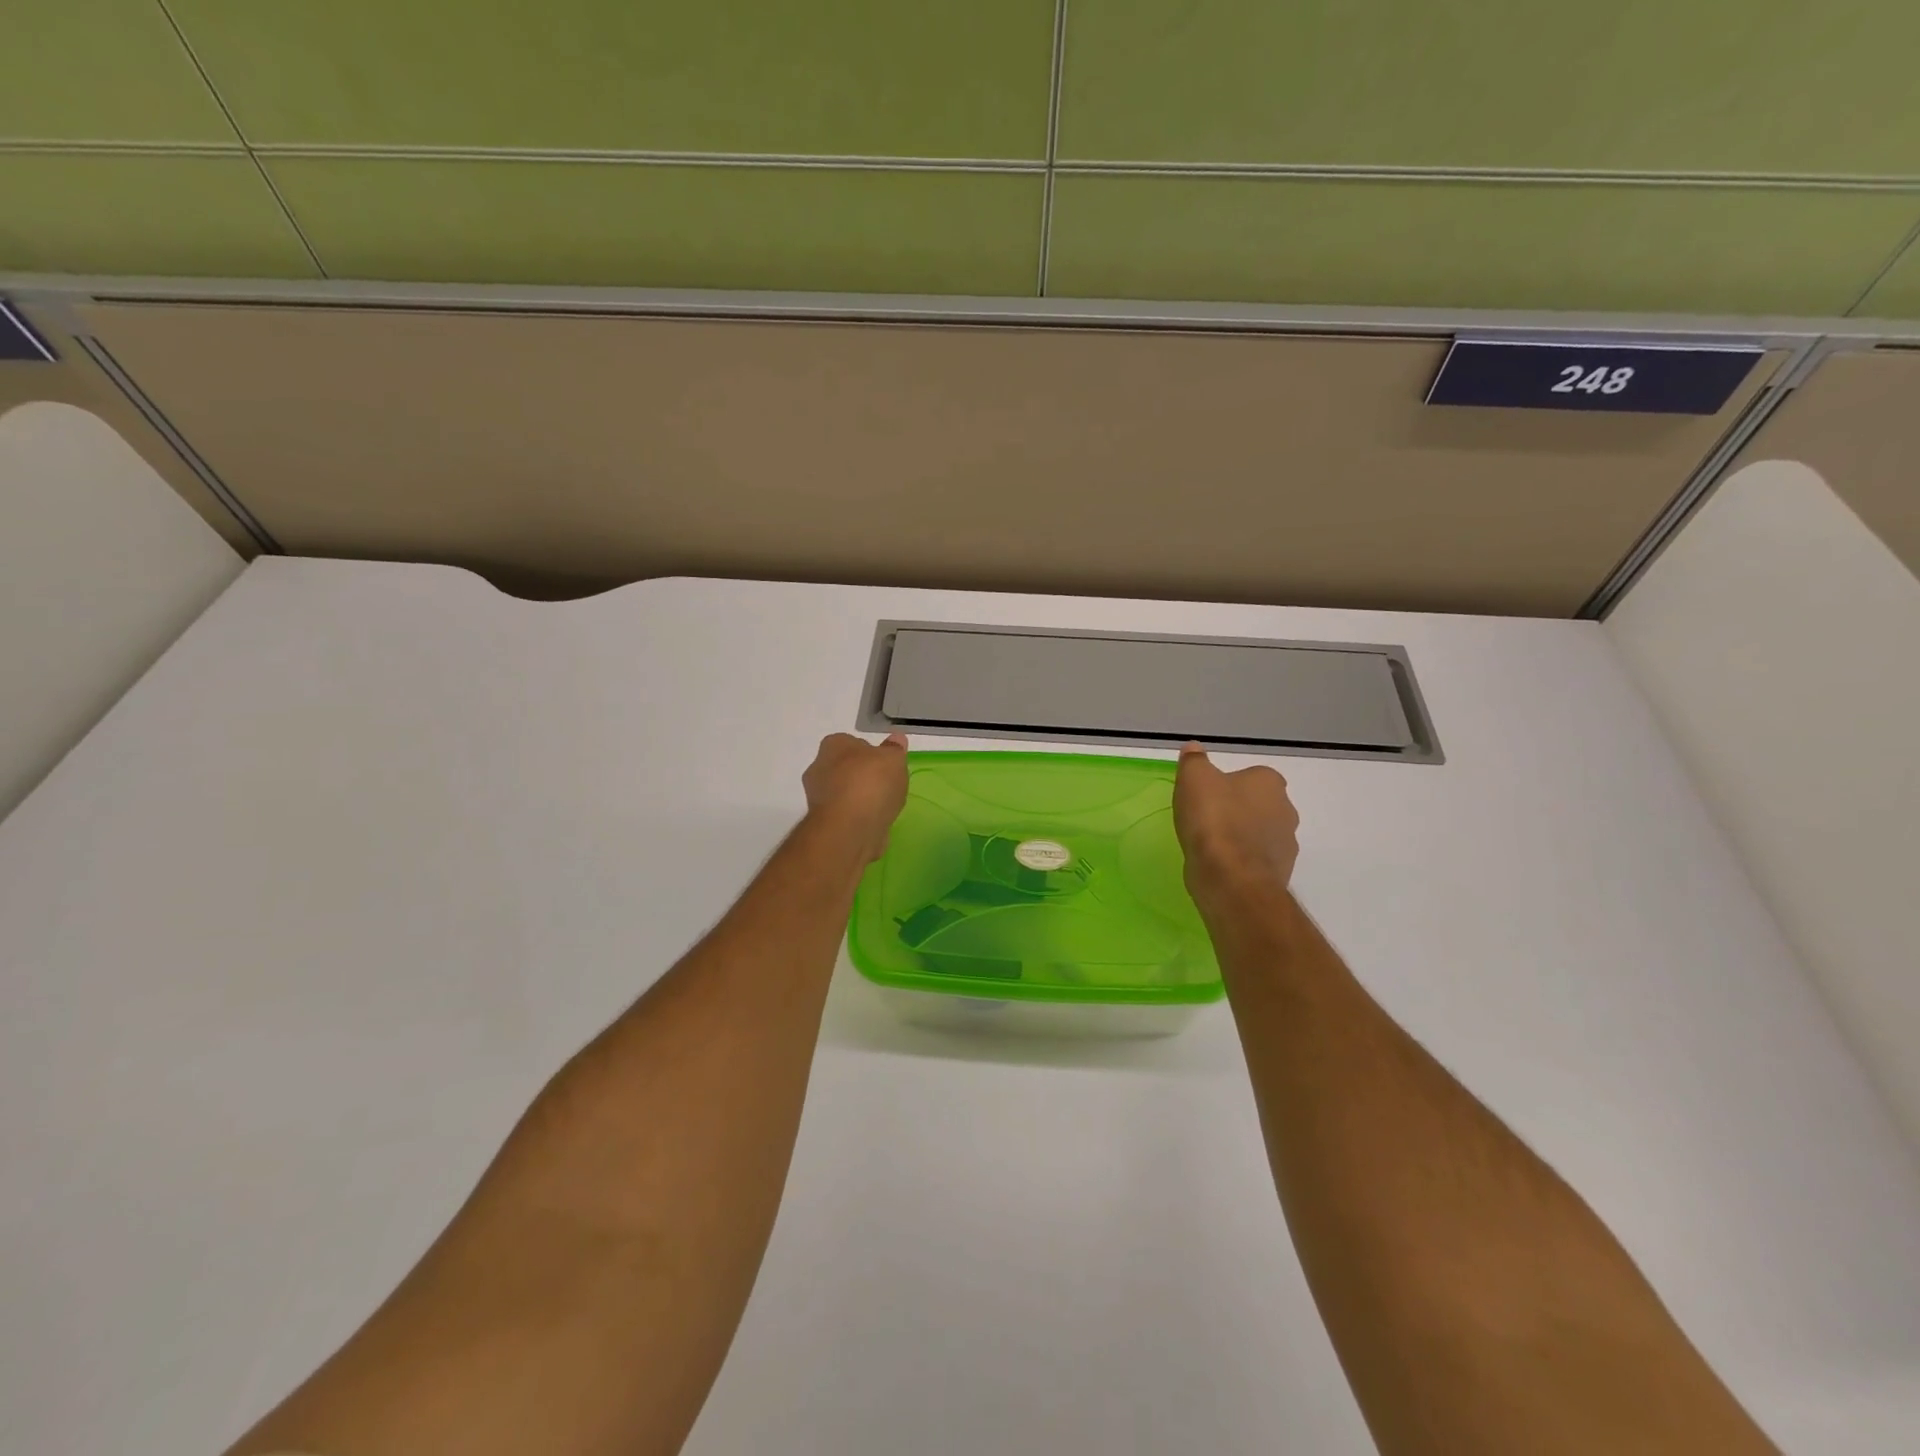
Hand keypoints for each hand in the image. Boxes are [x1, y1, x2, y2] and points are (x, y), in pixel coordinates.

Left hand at [802, 733, 909, 862]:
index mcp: (833, 744)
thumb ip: (894, 749)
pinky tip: (874, 822)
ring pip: (844, 793)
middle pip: (846, 768)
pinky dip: (858, 817)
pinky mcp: (823, 822)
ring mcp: (818, 797)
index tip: (886, 765)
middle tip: (887, 785)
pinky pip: (845, 814)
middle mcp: (819, 767)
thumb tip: (896, 739)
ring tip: (884, 807)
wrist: (849, 829)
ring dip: (860, 798)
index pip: (851, 742)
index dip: (870, 753)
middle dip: (863, 776)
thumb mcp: (893, 759)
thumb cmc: (871, 784)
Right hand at [1173, 742, 1299, 906]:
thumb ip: (1194, 760)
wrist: (1231, 879)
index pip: (1252, 776)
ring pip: (1259, 834)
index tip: (1206, 796)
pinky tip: (1219, 866)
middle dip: (1238, 811)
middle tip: (1206, 820)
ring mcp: (1286, 844)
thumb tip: (1193, 748)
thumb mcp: (1193, 779)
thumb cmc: (1213, 820)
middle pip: (1259, 805)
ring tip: (1210, 846)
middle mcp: (1286, 810)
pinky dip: (1241, 862)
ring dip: (1240, 838)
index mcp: (1269, 782)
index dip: (1228, 785)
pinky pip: (1256, 861)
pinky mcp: (1280, 873)